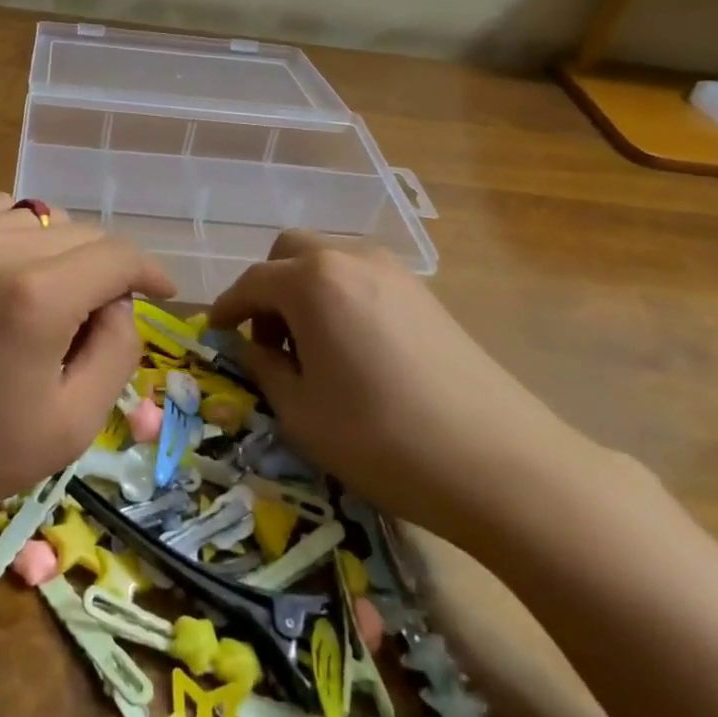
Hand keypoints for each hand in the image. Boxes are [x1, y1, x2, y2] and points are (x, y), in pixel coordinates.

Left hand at [0, 194, 175, 527]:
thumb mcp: (68, 426)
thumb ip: (116, 353)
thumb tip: (119, 304)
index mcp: (37, 296)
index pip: (118, 256)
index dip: (150, 272)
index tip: (163, 292)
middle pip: (83, 233)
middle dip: (106, 270)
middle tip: (98, 318)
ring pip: (41, 217)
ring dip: (62, 250)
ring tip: (52, 295)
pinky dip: (19, 234)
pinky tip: (10, 272)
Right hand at [209, 230, 592, 547]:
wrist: (502, 465)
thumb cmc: (383, 439)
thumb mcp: (301, 414)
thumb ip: (264, 369)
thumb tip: (253, 347)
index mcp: (312, 281)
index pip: (252, 281)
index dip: (226, 307)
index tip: (215, 333)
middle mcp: (351, 259)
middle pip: (290, 252)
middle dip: (267, 288)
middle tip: (268, 339)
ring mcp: (395, 271)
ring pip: (329, 260)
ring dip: (305, 290)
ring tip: (312, 348)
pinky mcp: (426, 294)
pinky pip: (364, 277)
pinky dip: (341, 297)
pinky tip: (354, 349)